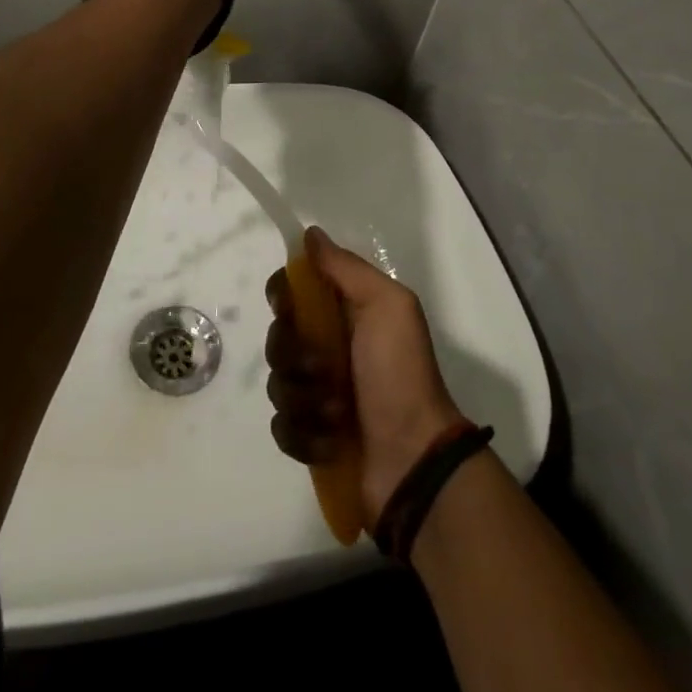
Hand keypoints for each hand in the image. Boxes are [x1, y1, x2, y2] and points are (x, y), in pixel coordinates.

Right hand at [265, 227, 465, 526]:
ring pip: (276, 382)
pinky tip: (332, 441)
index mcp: (342, 312)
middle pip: (277, 335)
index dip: (283, 297)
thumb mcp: (387, 306)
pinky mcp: (308, 437)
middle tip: (327, 369)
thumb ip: (346, 268)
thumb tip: (311, 234)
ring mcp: (314, 394)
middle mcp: (324, 347)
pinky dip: (305, 435)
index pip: (290, 290)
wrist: (414, 458)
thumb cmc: (401, 373)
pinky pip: (281, 426)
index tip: (291, 309)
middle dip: (296, 355)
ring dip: (307, 398)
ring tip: (340, 413)